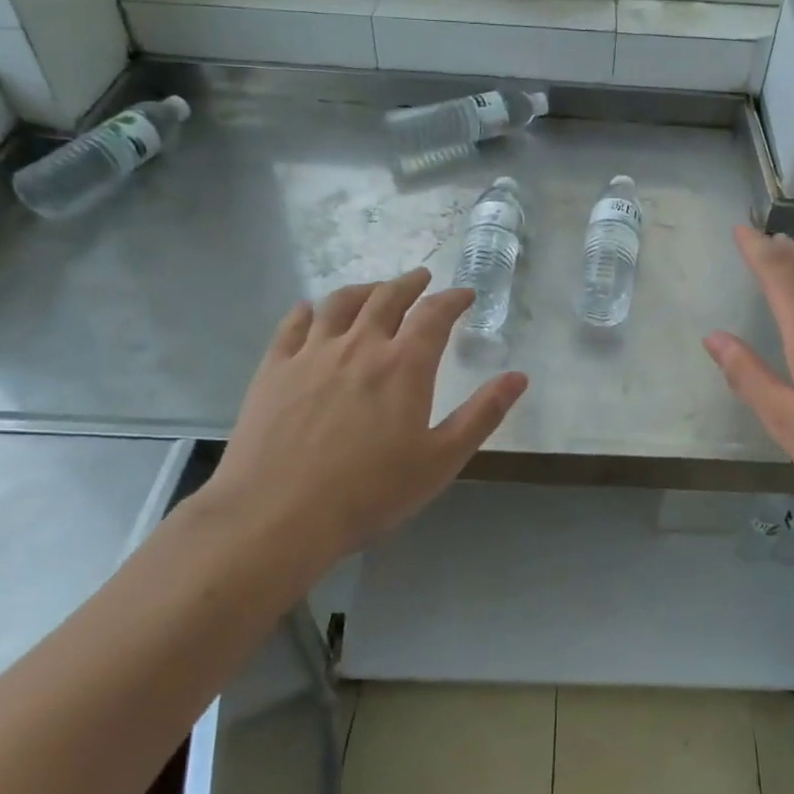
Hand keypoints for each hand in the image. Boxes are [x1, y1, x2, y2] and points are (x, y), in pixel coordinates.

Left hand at [197, 269, 527, 572]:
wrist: (278, 515)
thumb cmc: (370, 492)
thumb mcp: (442, 460)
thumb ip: (483, 414)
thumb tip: (519, 376)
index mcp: (404, 365)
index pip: (435, 315)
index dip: (453, 299)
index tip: (464, 294)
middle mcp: (360, 345)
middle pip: (388, 297)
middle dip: (411, 283)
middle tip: (423, 278)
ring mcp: (312, 353)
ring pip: (341, 303)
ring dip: (365, 289)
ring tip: (375, 289)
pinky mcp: (275, 368)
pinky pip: (293, 324)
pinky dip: (310, 310)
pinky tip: (313, 311)